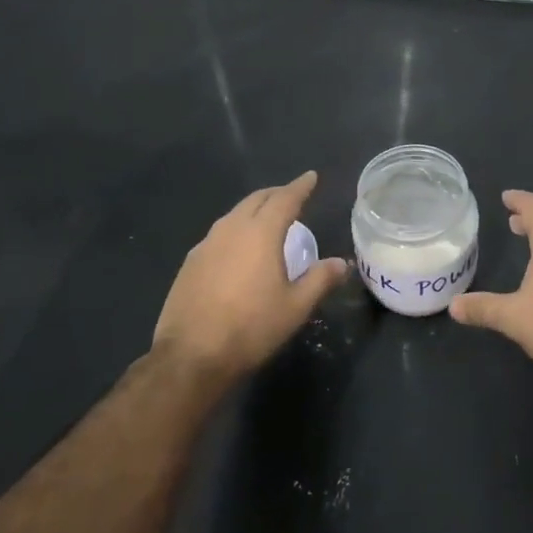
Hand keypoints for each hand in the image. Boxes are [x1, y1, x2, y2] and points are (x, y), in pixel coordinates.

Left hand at [152, 171, 348, 387]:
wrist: (191, 356)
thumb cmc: (251, 328)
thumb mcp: (295, 307)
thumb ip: (320, 279)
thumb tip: (342, 263)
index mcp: (260, 234)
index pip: (284, 199)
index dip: (300, 187)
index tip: (310, 177)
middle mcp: (231, 230)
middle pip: (255, 200)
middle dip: (276, 194)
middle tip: (292, 195)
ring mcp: (205, 245)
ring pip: (234, 216)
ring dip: (253, 210)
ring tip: (267, 219)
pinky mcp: (190, 264)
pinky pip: (218, 235)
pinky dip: (235, 231)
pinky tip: (239, 249)